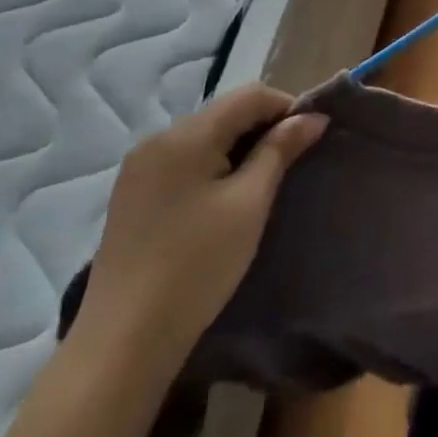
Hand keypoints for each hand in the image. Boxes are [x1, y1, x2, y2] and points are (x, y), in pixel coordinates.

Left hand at [72, 84, 324, 387]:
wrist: (125, 340)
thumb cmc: (198, 265)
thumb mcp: (250, 203)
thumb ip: (280, 151)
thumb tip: (312, 118)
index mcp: (186, 134)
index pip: (250, 95)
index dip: (287, 108)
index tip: (311, 139)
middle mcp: (157, 139)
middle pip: (225, 113)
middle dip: (263, 128)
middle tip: (292, 165)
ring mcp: (139, 168)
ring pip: (204, 137)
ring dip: (239, 148)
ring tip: (262, 184)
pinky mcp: (132, 196)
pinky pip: (183, 161)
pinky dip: (213, 166)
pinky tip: (223, 200)